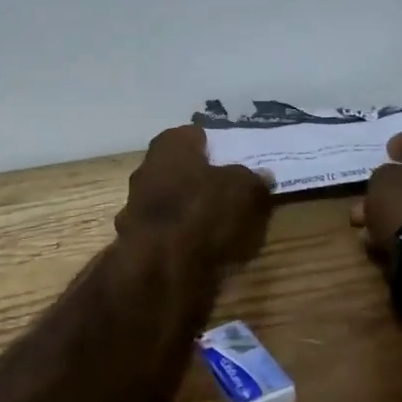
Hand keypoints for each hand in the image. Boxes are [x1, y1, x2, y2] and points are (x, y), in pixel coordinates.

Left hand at [116, 125, 273, 266]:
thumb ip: (254, 179)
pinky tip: (208, 249)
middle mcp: (147, 167)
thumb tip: (263, 175)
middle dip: (207, 180)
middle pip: (185, 168)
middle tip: (236, 193)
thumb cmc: (203, 211)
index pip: (197, 135)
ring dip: (196, 209)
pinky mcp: (138, 237)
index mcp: (169, 143)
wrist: (161, 266)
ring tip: (227, 226)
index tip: (239, 161)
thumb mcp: (244, 190)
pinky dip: (187, 236)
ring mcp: (138, 203)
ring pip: (177, 200)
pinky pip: (172, 229)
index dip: (220, 147)